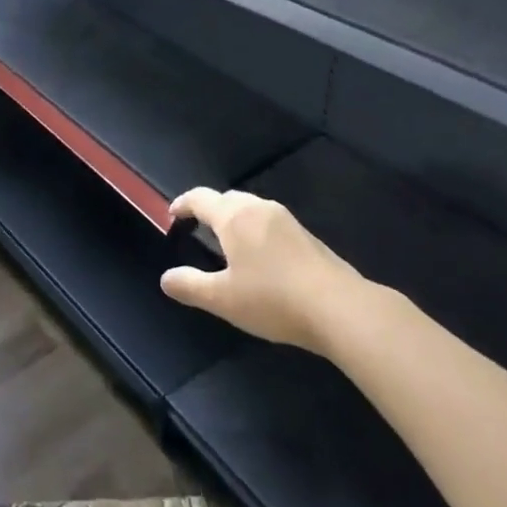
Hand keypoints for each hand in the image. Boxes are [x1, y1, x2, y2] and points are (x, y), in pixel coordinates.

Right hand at [159, 188, 367, 350]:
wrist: (341, 308)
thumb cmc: (273, 299)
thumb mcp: (223, 300)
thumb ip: (190, 286)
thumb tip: (166, 278)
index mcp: (234, 218)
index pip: (200, 198)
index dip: (183, 204)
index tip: (172, 214)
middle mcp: (259, 209)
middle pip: (227, 199)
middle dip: (210, 209)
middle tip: (198, 228)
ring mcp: (286, 220)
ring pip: (251, 209)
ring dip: (235, 219)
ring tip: (228, 243)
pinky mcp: (307, 236)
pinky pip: (270, 223)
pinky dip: (256, 231)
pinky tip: (261, 258)